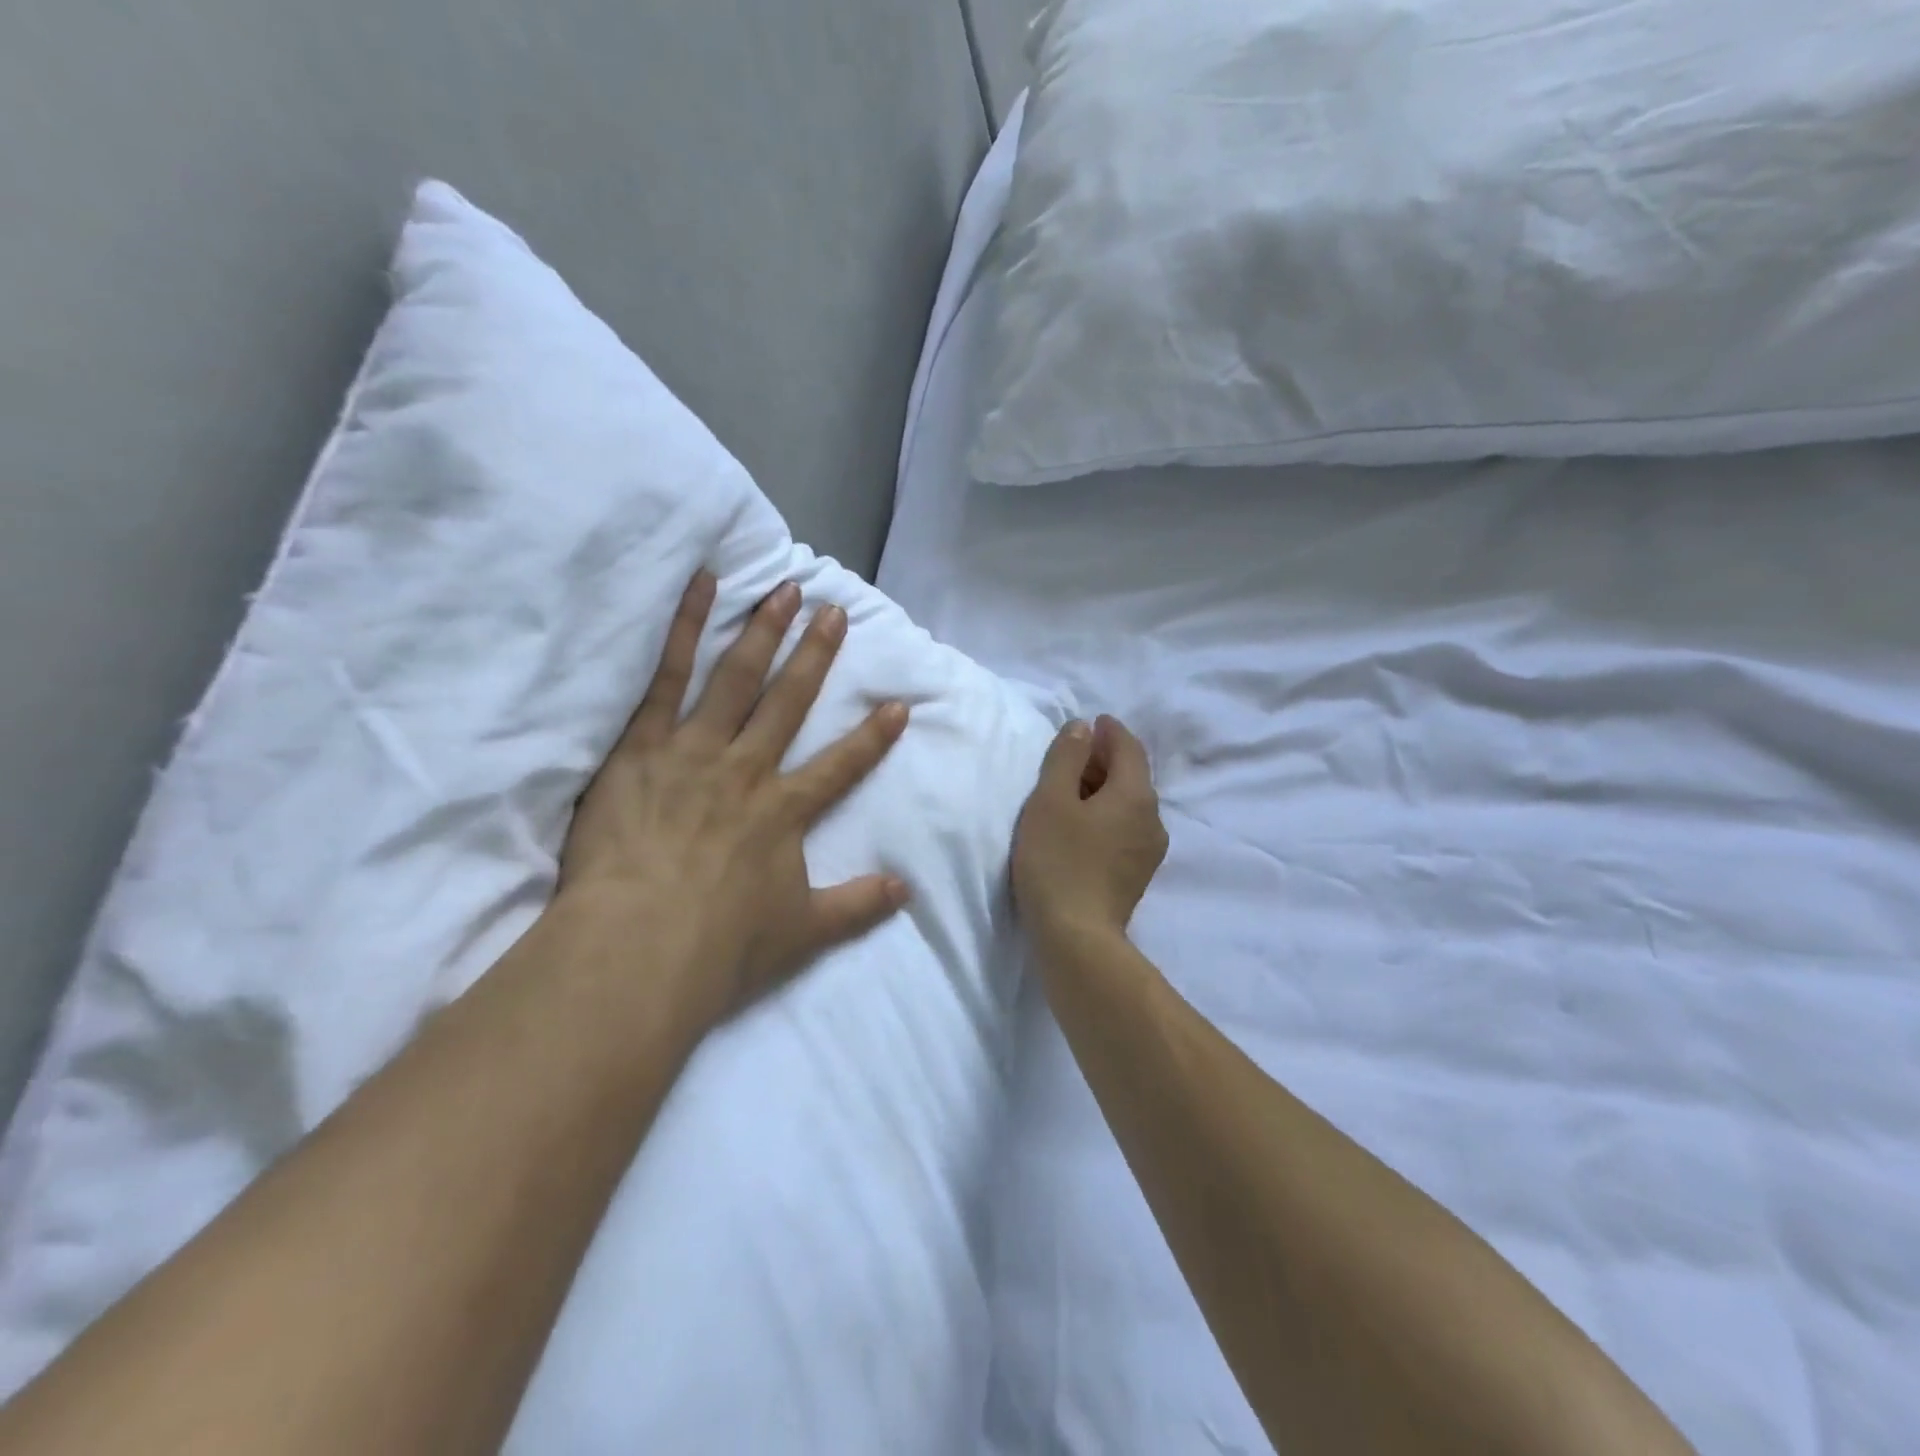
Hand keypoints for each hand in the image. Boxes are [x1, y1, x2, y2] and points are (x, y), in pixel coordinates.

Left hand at [554, 571, 910, 1034]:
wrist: (638, 947)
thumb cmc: (721, 945)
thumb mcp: (803, 933)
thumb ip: (858, 906)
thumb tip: (908, 891)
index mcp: (784, 811)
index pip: (841, 766)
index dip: (873, 736)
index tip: (897, 704)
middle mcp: (747, 769)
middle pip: (790, 703)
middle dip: (816, 656)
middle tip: (835, 611)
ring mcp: (695, 752)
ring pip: (737, 679)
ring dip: (764, 633)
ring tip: (784, 589)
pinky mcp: (643, 746)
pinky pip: (667, 678)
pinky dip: (685, 630)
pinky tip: (701, 587)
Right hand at [1012, 715, 1168, 945]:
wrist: (1077, 937)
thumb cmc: (1058, 861)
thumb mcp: (1051, 800)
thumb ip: (1066, 758)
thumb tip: (1082, 728)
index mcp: (1136, 795)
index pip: (1129, 748)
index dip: (1110, 731)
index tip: (1091, 722)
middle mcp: (1152, 819)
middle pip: (1132, 776)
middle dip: (1105, 759)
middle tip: (1072, 755)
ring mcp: (1149, 851)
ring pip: (1129, 804)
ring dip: (1104, 789)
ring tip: (1072, 789)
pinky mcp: (1137, 874)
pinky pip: (1125, 828)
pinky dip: (1107, 814)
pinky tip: (1083, 825)